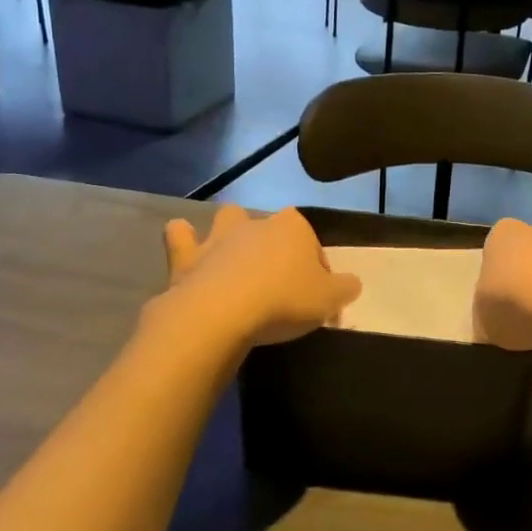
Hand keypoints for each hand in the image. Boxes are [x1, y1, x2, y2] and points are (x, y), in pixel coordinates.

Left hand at [162, 205, 360, 345]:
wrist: (221, 313)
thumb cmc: (283, 301)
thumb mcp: (329, 300)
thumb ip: (345, 288)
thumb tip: (351, 283)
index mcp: (294, 228)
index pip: (314, 245)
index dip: (318, 269)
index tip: (315, 296)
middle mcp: (257, 223)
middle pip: (273, 228)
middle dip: (275, 244)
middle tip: (277, 280)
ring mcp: (219, 237)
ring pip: (229, 217)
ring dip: (231, 230)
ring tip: (235, 256)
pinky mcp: (187, 256)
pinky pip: (180, 236)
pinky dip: (183, 239)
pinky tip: (188, 251)